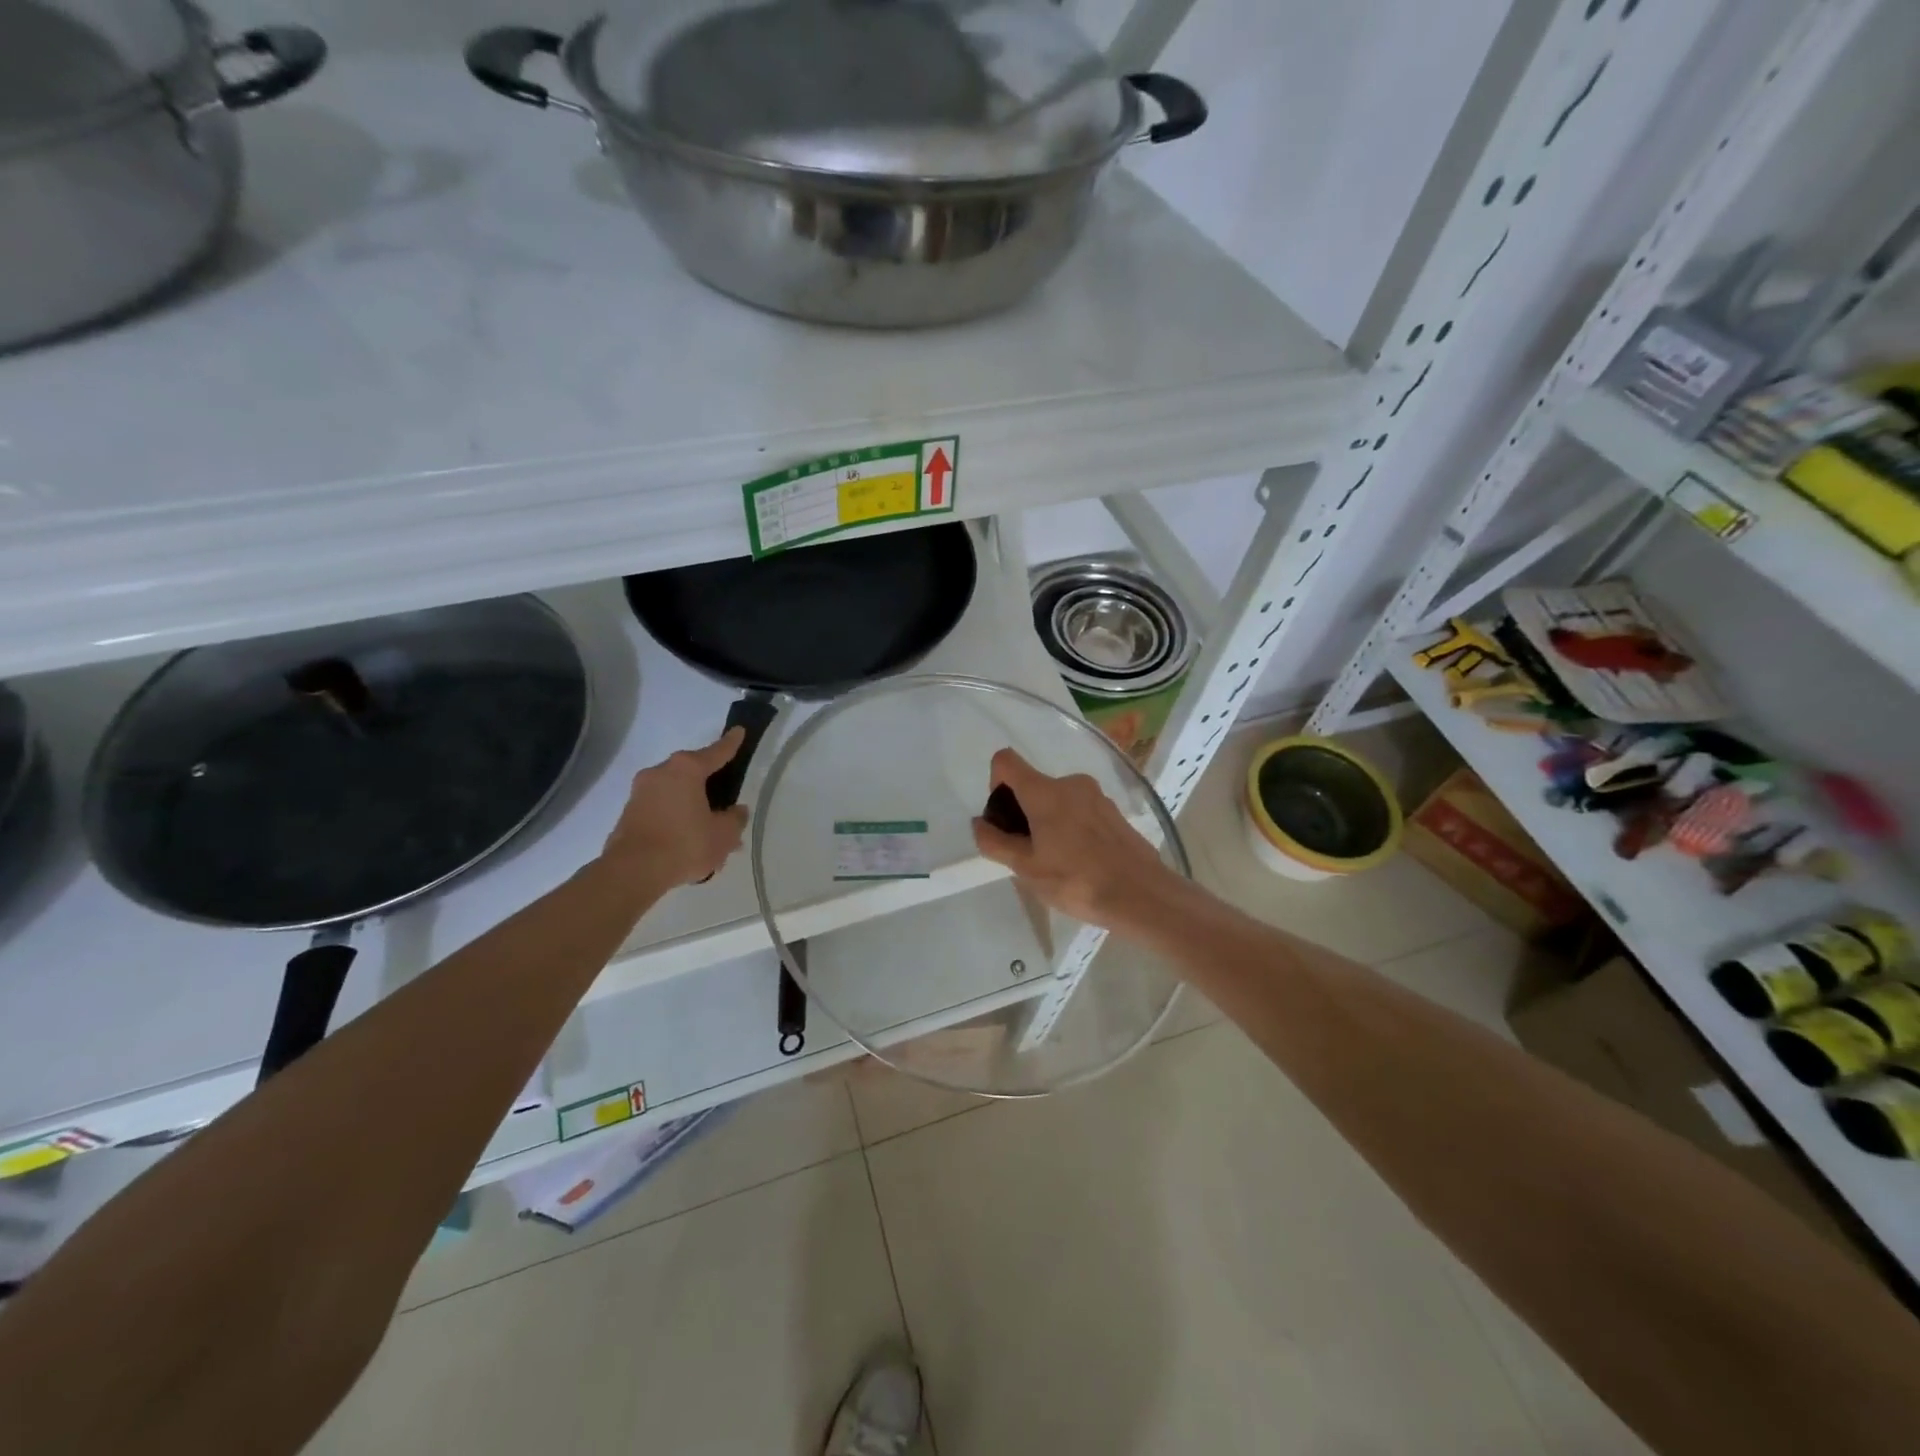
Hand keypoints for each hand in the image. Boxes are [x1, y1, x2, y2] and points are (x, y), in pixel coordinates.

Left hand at [600, 727, 749, 890]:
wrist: (632, 871)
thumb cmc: (685, 844)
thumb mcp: (724, 834)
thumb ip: (735, 819)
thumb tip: (736, 811)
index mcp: (686, 769)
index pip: (716, 752)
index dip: (731, 743)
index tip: (739, 731)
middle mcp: (660, 773)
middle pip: (692, 772)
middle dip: (709, 786)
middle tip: (725, 803)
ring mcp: (640, 792)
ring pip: (675, 793)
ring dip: (691, 806)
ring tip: (707, 832)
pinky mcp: (628, 813)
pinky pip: (660, 809)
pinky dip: (674, 819)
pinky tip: (686, 842)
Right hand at [971, 747, 1182, 931]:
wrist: (1142, 895)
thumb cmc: (1076, 881)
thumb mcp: (1026, 868)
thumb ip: (996, 843)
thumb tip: (979, 823)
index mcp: (1044, 791)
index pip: (1006, 761)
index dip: (995, 783)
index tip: (1003, 818)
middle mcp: (1071, 783)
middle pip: (1033, 784)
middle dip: (1022, 812)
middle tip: (1027, 853)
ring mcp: (1097, 796)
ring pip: (1058, 800)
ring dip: (1048, 822)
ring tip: (1056, 863)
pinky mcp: (1114, 812)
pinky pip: (1080, 811)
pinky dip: (1071, 828)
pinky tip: (1081, 862)